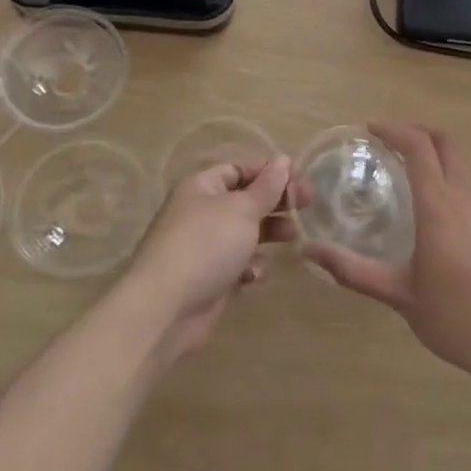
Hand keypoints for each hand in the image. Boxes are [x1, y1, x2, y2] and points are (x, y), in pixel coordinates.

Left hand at [119, 156, 293, 362]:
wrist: (164, 310)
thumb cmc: (205, 246)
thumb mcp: (242, 210)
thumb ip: (267, 187)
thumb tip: (282, 160)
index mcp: (202, 186)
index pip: (241, 168)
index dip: (272, 172)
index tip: (302, 181)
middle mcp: (201, 211)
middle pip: (246, 199)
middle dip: (275, 202)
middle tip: (306, 206)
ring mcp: (204, 246)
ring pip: (245, 232)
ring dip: (269, 233)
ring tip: (293, 237)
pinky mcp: (209, 277)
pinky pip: (237, 263)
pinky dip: (250, 267)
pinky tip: (254, 275)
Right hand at [302, 122, 470, 387]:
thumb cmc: (457, 320)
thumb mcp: (401, 296)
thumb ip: (355, 271)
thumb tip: (310, 252)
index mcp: (439, 207)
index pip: (419, 147)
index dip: (394, 129)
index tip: (370, 129)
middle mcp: (465, 199)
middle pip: (445, 142)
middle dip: (416, 131)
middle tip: (387, 141)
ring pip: (460, 163)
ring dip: (433, 154)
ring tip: (404, 171)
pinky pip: (469, 186)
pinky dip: (446, 177)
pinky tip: (431, 209)